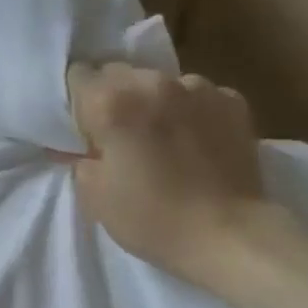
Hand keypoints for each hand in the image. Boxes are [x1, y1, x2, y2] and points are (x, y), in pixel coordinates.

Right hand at [66, 62, 274, 289]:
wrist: (227, 234)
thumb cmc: (151, 219)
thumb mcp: (94, 197)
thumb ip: (79, 160)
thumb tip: (79, 148)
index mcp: (112, 103)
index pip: (77, 77)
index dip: (76, 103)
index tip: (81, 129)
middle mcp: (154, 83)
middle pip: (119, 73)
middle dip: (112, 98)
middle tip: (116, 136)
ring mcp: (198, 88)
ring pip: (160, 83)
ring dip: (152, 102)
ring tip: (160, 139)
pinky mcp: (232, 101)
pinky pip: (197, 96)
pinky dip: (188, 112)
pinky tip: (193, 143)